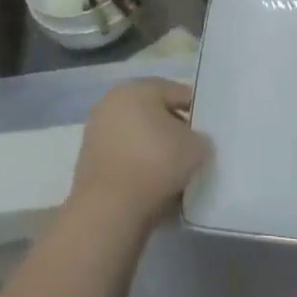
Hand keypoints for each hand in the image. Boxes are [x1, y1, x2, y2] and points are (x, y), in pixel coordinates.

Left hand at [69, 79, 210, 233]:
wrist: (109, 209)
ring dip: (155, 152)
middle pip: (154, 114)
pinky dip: (138, 169)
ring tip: (175, 175)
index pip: (176, 92)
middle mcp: (112, 102)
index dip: (196, 111)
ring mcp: (97, 132)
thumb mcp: (195, 147)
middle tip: (193, 152)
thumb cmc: (155, 163)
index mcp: (137, 88)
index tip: (208, 132)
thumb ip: (200, 138)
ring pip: (138, 138)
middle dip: (173, 131)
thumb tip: (195, 142)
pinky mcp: (88, 162)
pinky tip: (154, 188)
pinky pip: (124, 159)